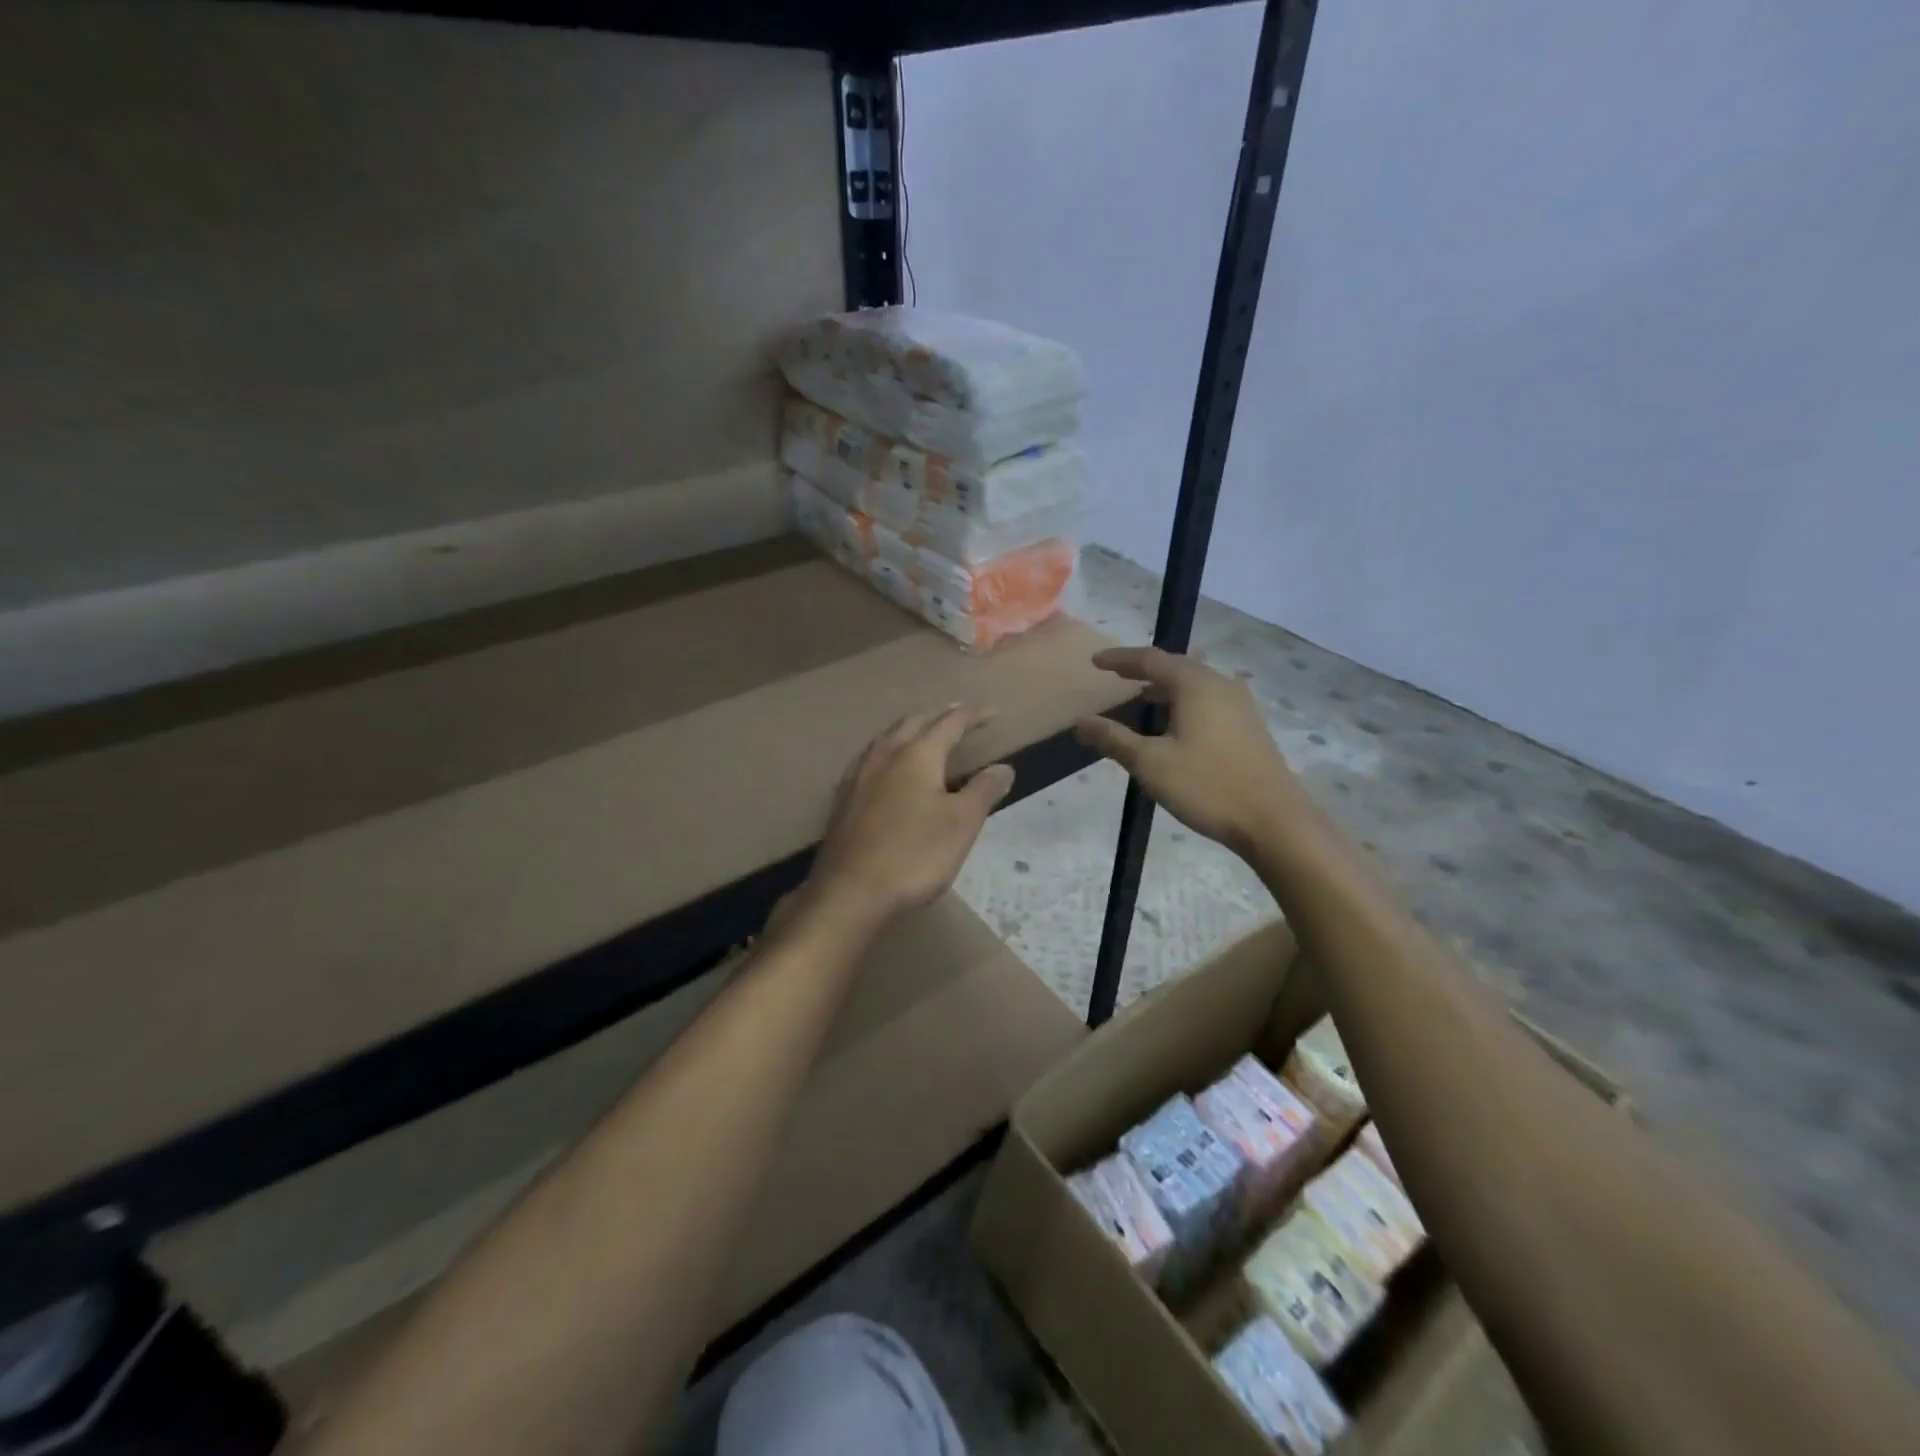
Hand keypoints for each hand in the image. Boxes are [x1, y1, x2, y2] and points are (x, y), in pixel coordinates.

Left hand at [805, 705, 1013, 927]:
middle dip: (938, 716)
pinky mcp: (843, 798)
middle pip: (914, 722)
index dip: (972, 716)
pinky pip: (870, 759)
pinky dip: (888, 752)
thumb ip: (983, 790)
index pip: (950, 723)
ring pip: (887, 738)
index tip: (992, 713)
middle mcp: (885, 755)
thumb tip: (1003, 767)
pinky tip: (887, 769)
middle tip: (958, 717)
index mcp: (918, 754)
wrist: (851, 890)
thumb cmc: (915, 854)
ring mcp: (859, 775)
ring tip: (924, 735)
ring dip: (910, 730)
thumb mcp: (962, 824)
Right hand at [1074, 647, 1305, 854]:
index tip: (1095, 662)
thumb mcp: (1150, 763)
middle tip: (1118, 675)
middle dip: (1145, 669)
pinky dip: (1184, 702)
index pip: (1150, 659)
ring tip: (1142, 698)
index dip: (1120, 659)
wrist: (1274, 821)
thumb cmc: (1207, 786)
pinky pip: (1209, 700)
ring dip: (1166, 687)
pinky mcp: (1249, 726)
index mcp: (1195, 684)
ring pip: (1195, 684)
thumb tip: (1081, 721)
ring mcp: (1240, 705)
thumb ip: (1113, 738)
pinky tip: (1176, 724)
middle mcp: (1220, 684)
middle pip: (1176, 666)